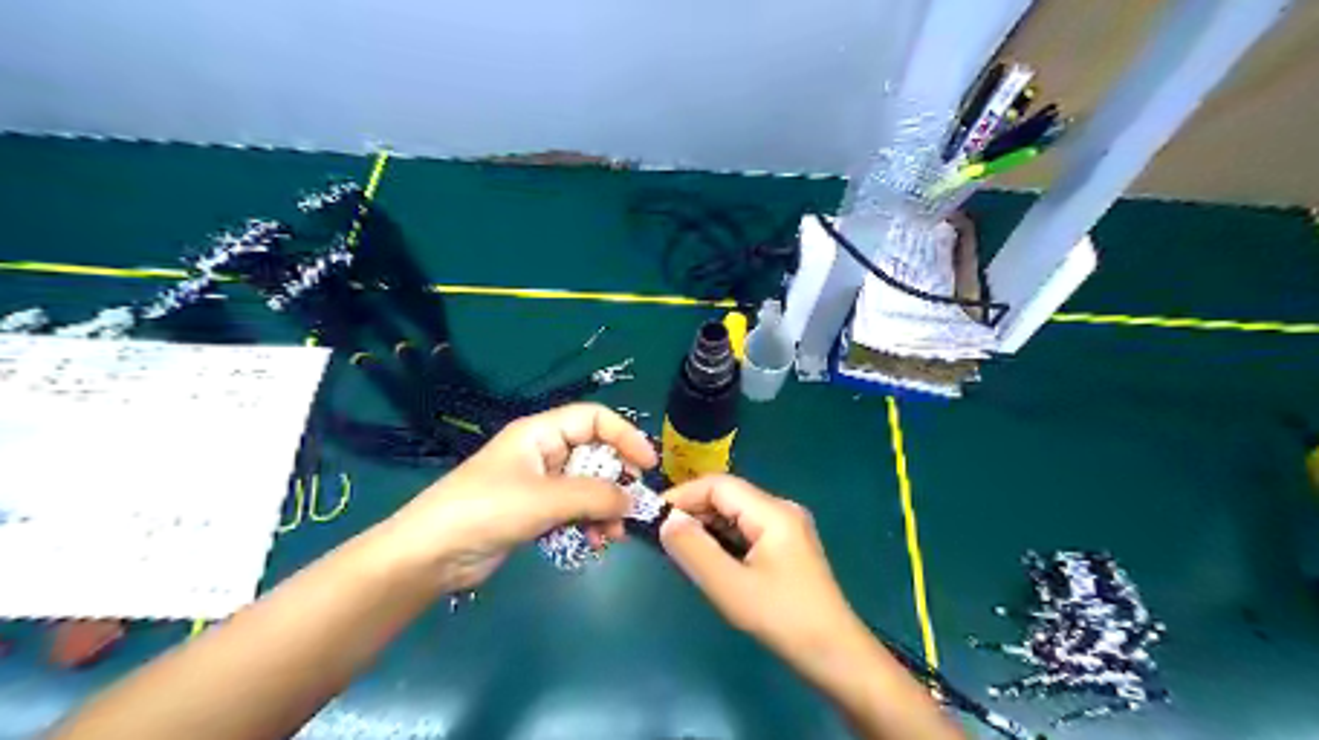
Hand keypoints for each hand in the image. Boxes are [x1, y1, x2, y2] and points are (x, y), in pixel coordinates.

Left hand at [377, 401, 652, 592]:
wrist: (430, 555)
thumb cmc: (485, 510)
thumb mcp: (544, 499)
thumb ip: (594, 495)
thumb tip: (634, 500)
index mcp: (540, 432)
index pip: (594, 419)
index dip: (625, 436)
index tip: (647, 465)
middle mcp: (542, 452)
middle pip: (594, 455)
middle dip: (616, 482)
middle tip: (629, 509)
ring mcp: (538, 483)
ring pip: (586, 487)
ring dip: (604, 509)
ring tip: (610, 536)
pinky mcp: (534, 512)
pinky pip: (573, 510)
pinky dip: (587, 523)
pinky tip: (593, 544)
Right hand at [665, 477, 872, 678]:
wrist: (835, 655)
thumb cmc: (783, 619)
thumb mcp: (731, 587)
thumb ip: (695, 550)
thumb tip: (665, 522)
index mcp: (773, 512)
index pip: (719, 485)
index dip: (684, 495)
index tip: (653, 516)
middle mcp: (781, 510)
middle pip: (728, 497)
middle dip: (693, 512)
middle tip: (662, 537)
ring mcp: (786, 528)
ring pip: (735, 514)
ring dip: (706, 527)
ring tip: (678, 549)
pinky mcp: (786, 547)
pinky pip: (746, 531)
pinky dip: (722, 540)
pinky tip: (707, 559)